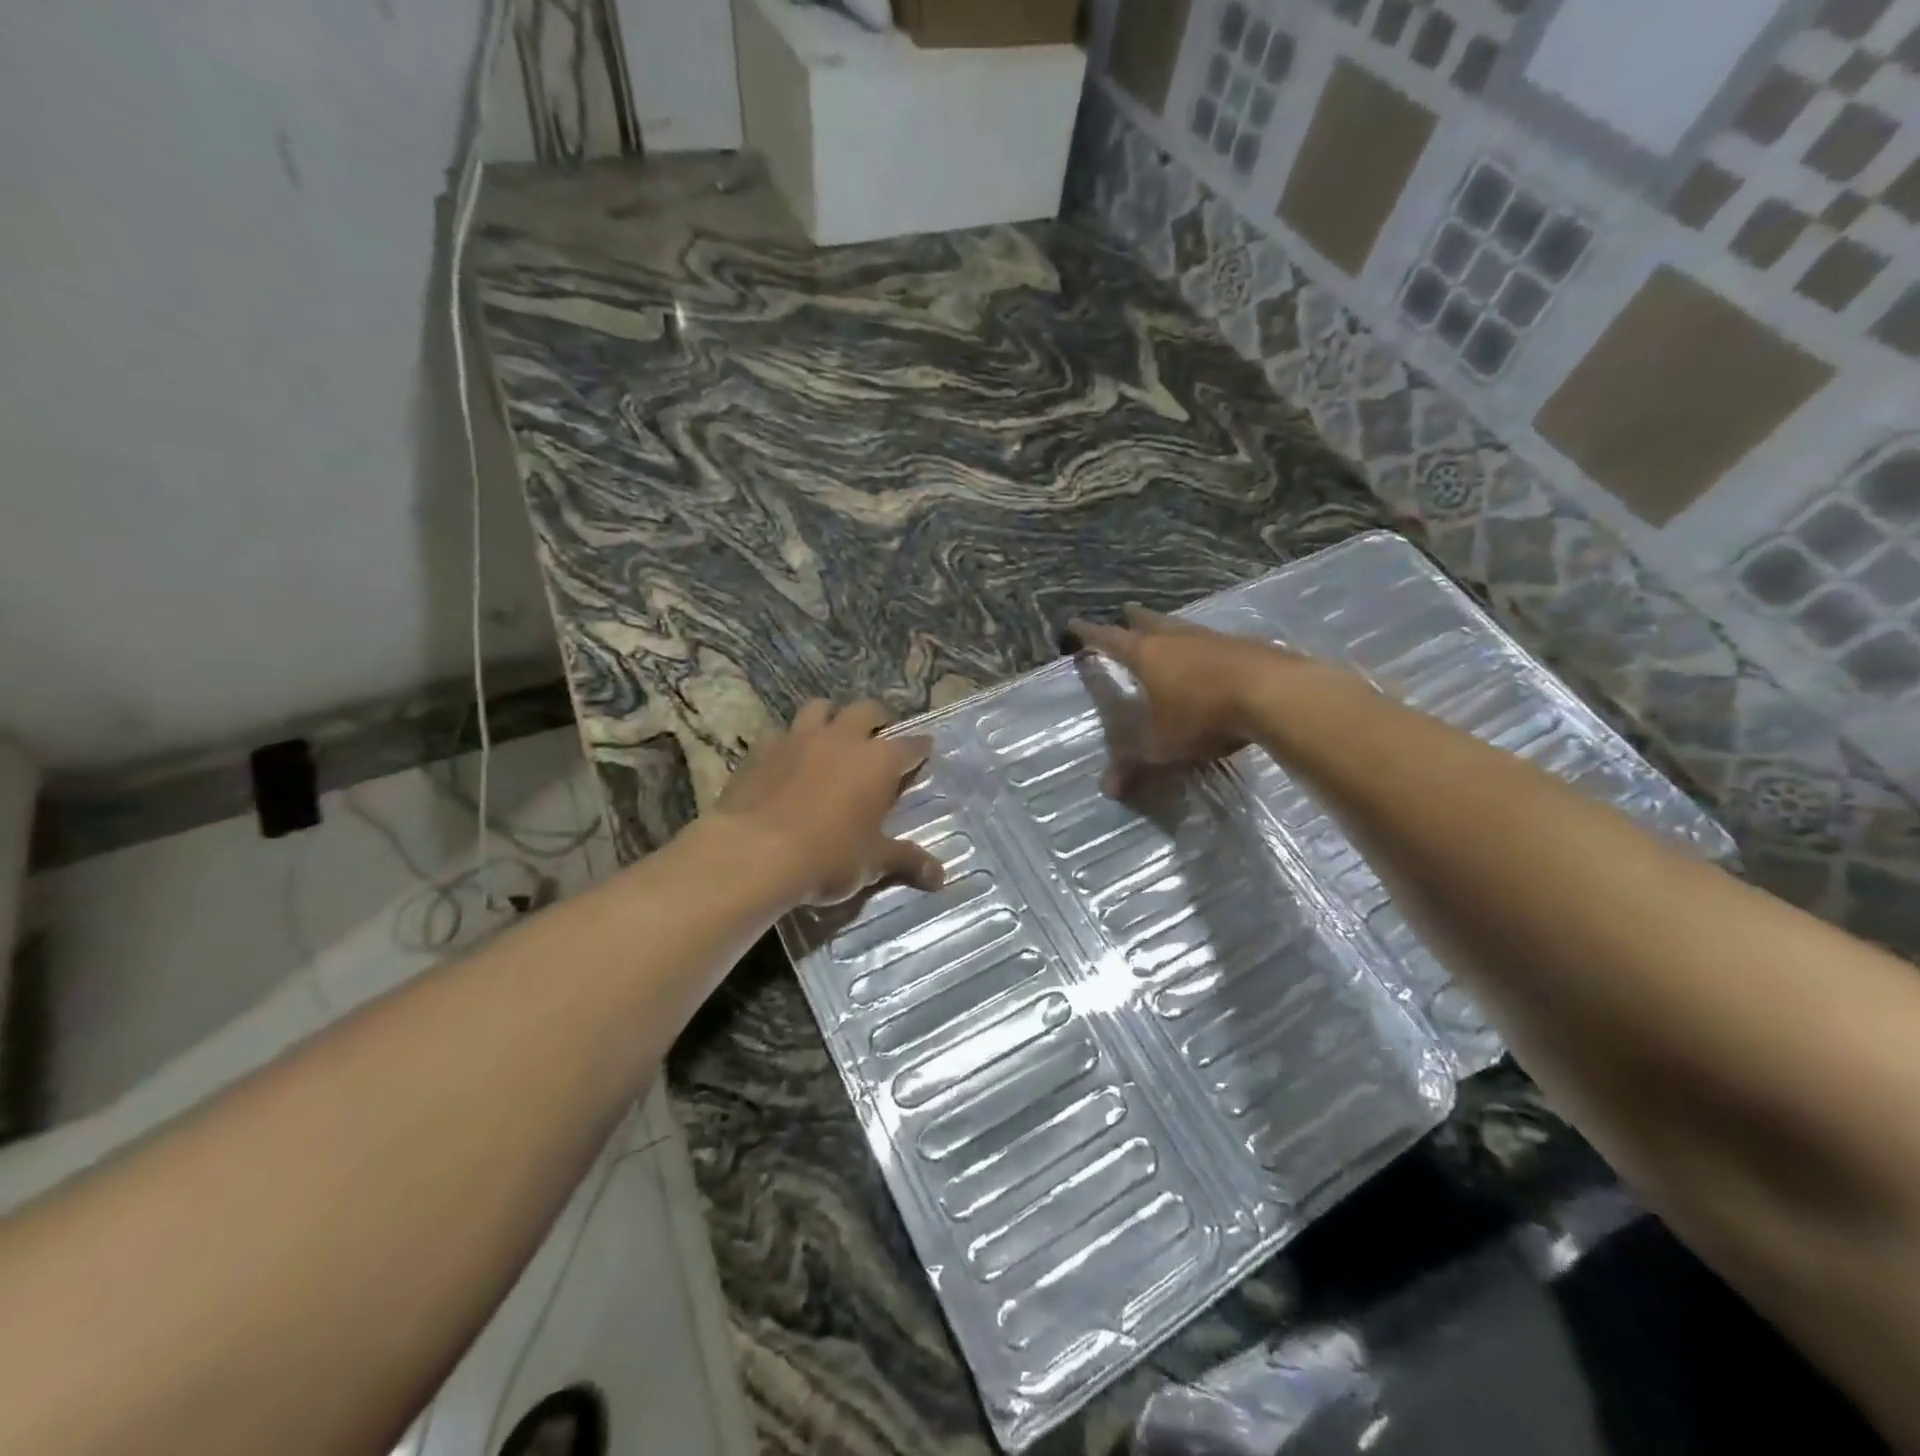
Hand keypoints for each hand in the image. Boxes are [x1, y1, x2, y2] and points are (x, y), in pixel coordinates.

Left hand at [710, 699, 944, 906]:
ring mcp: (799, 738)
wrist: (754, 854)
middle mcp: (842, 739)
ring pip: (821, 708)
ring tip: (833, 736)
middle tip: (878, 736)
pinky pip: (781, 733)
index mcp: (878, 762)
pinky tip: (788, 759)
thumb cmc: (827, 858)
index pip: (910, 746)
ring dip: (832, 717)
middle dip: (877, 719)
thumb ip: (906, 861)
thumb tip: (940, 877)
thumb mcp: (872, 864)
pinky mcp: (762, 748)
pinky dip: (790, 741)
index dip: (921, 748)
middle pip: (867, 710)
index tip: (925, 750)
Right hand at [1065, 604, 1332, 798]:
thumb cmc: (1204, 716)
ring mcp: (1214, 638)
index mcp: (1147, 655)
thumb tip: (1107, 789)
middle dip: (1133, 619)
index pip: (1109, 639)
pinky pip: (1215, 641)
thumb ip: (1133, 764)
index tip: (1074, 624)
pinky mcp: (1246, 646)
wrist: (1275, 695)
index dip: (1089, 633)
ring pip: (1184, 627)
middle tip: (1124, 612)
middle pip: (1149, 621)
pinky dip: (1204, 646)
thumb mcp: (1162, 746)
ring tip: (1166, 632)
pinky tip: (1211, 656)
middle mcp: (1177, 639)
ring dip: (1171, 629)